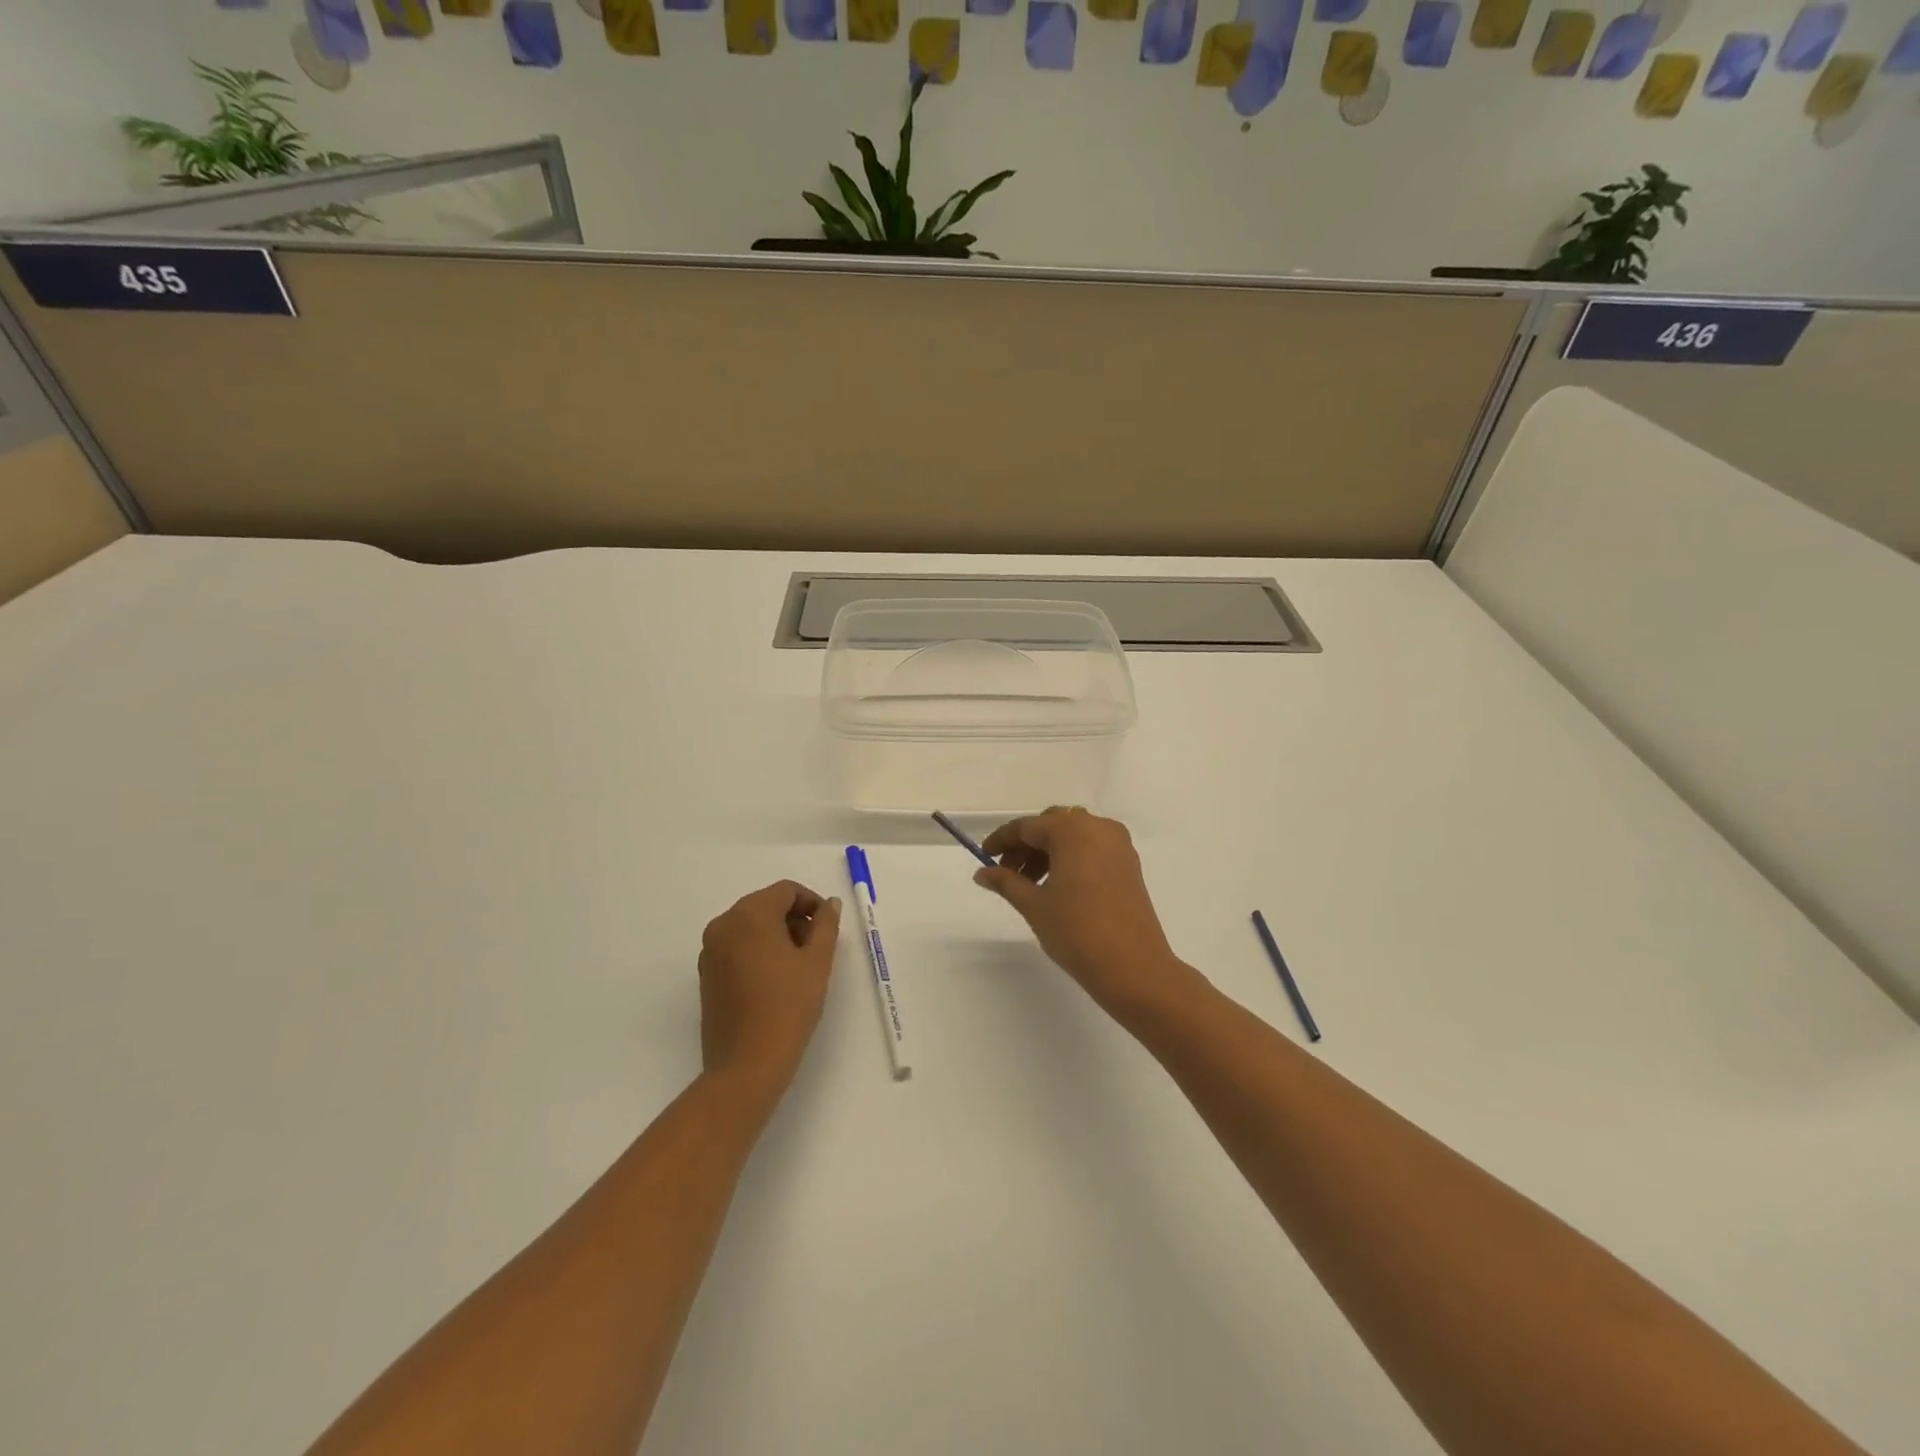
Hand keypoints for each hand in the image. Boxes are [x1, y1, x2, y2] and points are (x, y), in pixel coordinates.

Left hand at [698, 881, 841, 1094]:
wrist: (746, 1065)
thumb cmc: (788, 1007)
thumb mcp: (817, 962)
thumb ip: (826, 925)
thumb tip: (829, 904)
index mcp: (750, 914)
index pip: (786, 891)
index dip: (812, 903)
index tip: (828, 928)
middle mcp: (724, 924)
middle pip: (766, 905)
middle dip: (794, 919)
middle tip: (817, 948)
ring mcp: (710, 950)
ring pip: (750, 926)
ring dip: (776, 934)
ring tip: (798, 966)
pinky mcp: (706, 974)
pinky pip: (736, 946)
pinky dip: (757, 950)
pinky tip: (775, 979)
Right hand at [974, 808, 1201, 1019]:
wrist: (1133, 967)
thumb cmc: (1077, 932)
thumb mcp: (1034, 905)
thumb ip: (1006, 882)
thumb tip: (982, 873)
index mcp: (1073, 831)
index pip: (1027, 826)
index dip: (1002, 840)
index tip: (984, 856)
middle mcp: (1098, 828)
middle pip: (1052, 826)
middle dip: (1026, 846)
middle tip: (1006, 873)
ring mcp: (1118, 845)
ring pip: (1073, 836)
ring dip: (1047, 852)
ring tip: (1029, 885)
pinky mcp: (1128, 864)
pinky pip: (1091, 849)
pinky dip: (1070, 859)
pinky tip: (1056, 886)